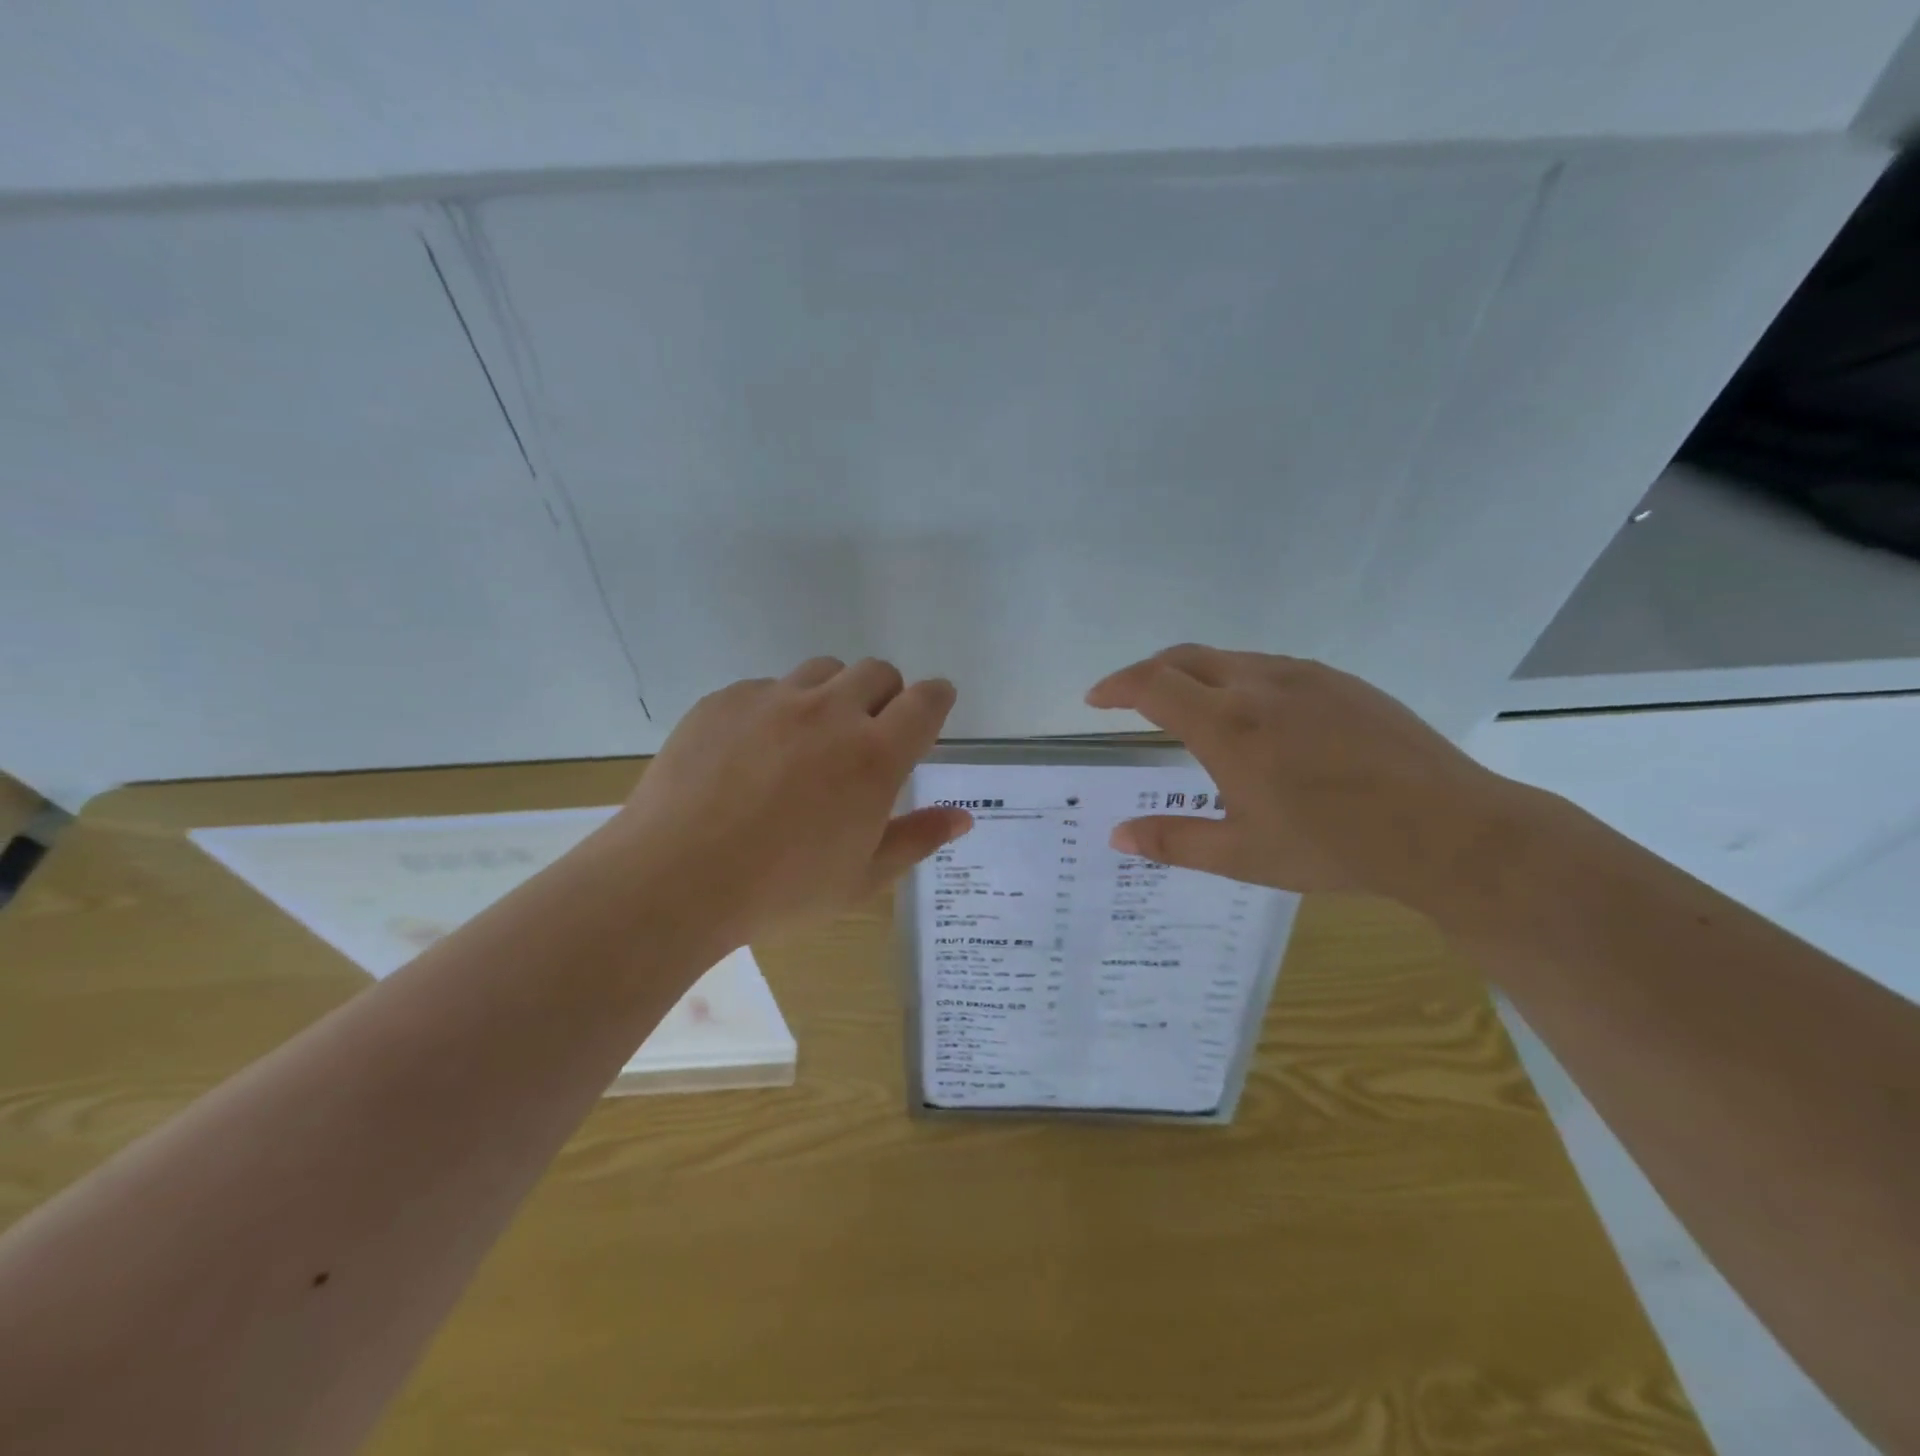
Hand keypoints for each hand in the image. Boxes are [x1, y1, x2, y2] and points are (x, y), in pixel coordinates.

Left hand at [611, 657, 971, 946]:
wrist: (674, 877)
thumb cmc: (780, 890)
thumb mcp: (862, 878)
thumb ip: (917, 839)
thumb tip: (962, 817)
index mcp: (874, 756)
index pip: (925, 701)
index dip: (937, 699)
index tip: (933, 708)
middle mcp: (830, 712)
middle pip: (877, 672)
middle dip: (886, 695)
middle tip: (869, 733)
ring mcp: (773, 699)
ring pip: (823, 670)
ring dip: (833, 693)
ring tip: (811, 737)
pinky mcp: (725, 700)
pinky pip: (766, 688)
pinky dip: (777, 708)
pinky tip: (752, 753)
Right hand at [1086, 645, 1532, 906]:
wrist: (1448, 830)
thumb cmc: (1335, 848)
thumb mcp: (1243, 856)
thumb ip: (1173, 842)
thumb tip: (1117, 836)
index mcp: (1227, 726)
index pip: (1152, 686)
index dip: (1115, 688)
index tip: (1095, 699)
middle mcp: (1259, 686)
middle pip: (1184, 657)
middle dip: (1147, 673)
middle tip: (1130, 698)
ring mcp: (1304, 677)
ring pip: (1229, 658)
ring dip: (1194, 673)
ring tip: (1188, 705)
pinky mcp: (1340, 681)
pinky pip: (1271, 666)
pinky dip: (1238, 677)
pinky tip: (1255, 713)